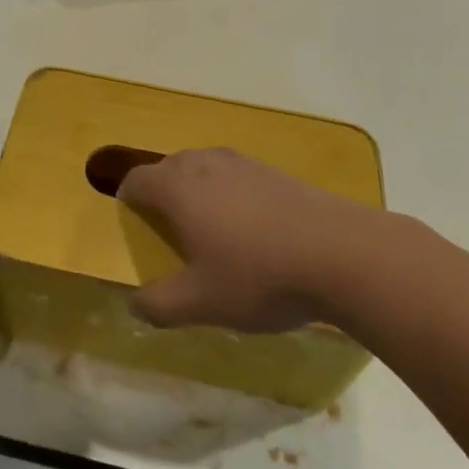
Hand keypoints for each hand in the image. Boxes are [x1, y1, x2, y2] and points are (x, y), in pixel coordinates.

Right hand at [116, 148, 374, 332]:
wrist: (341, 253)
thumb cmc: (258, 275)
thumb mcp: (201, 302)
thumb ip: (159, 305)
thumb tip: (134, 305)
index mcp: (177, 187)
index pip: (137, 180)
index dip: (127, 199)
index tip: (131, 222)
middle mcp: (204, 164)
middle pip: (168, 166)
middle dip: (160, 191)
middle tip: (167, 229)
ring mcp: (243, 163)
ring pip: (203, 166)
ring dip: (195, 188)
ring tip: (207, 225)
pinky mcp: (275, 171)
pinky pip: (235, 174)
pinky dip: (229, 191)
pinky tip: (250, 226)